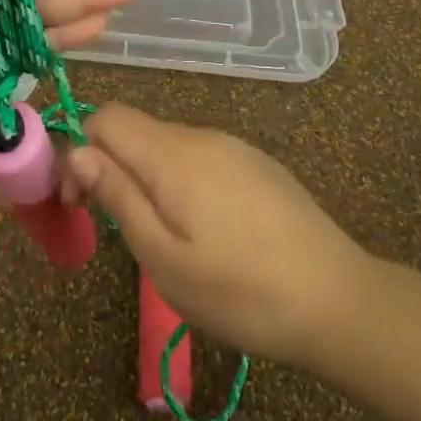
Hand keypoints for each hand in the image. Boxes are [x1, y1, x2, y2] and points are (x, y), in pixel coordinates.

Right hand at [59, 103, 372, 368]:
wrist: (341, 302)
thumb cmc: (241, 292)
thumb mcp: (164, 258)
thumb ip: (118, 196)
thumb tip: (78, 152)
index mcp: (172, 155)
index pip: (106, 118)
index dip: (80, 151)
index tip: (80, 203)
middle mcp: (201, 136)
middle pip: (136, 130)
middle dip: (110, 166)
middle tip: (116, 227)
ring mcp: (234, 147)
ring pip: (167, 144)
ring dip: (146, 176)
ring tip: (163, 236)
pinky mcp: (257, 164)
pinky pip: (201, 157)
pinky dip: (181, 181)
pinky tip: (206, 230)